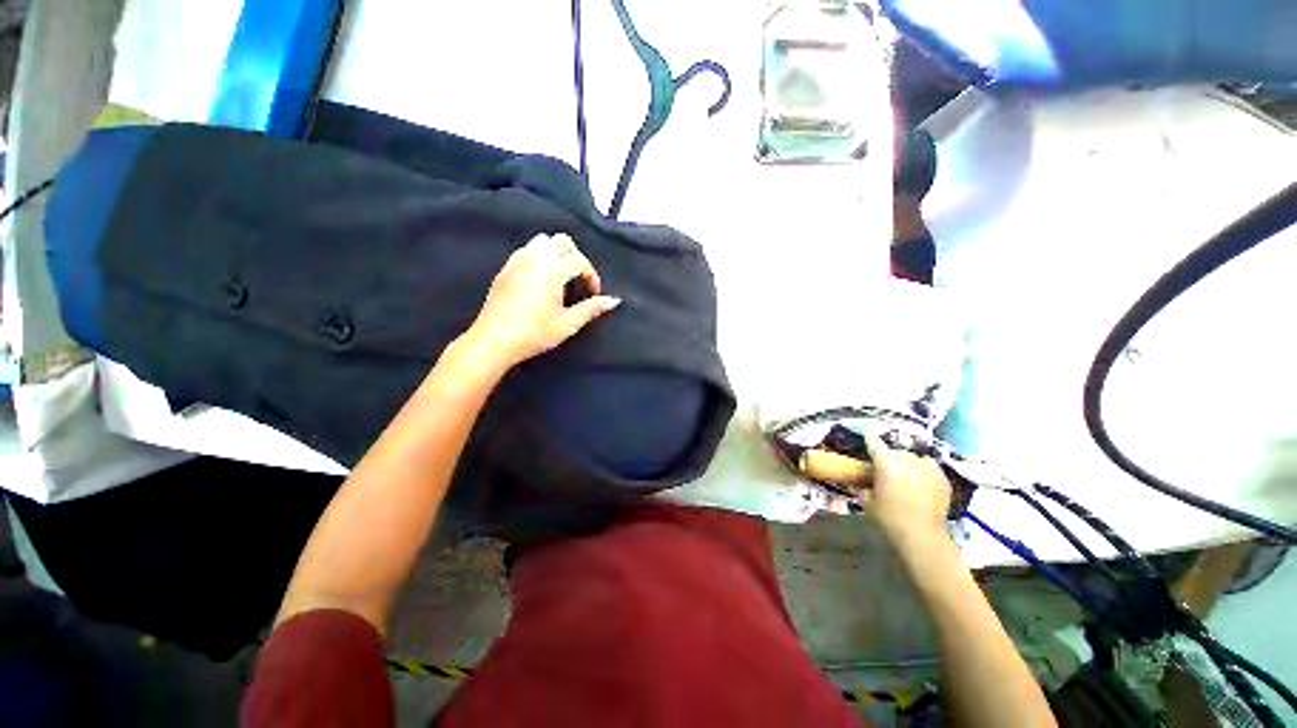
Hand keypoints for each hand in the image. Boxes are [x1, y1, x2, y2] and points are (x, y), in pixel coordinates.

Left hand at [461, 233, 619, 370]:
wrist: (494, 341)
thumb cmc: (534, 333)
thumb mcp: (568, 324)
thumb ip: (591, 309)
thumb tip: (614, 300)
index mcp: (552, 270)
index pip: (580, 261)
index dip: (592, 276)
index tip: (594, 294)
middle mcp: (535, 258)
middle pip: (562, 241)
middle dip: (576, 257)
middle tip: (579, 280)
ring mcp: (517, 261)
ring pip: (542, 241)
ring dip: (557, 253)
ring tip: (561, 277)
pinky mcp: (505, 268)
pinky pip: (527, 250)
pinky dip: (539, 257)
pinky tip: (541, 279)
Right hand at [861, 433, 951, 551]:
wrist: (923, 537)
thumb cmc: (890, 520)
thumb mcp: (868, 504)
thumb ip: (865, 489)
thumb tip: (864, 484)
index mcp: (885, 464)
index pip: (875, 443)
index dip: (870, 441)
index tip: (868, 440)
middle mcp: (907, 462)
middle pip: (897, 451)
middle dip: (891, 457)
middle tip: (887, 468)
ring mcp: (927, 469)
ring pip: (915, 457)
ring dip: (909, 462)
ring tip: (907, 473)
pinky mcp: (942, 479)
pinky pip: (931, 467)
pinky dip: (925, 470)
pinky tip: (922, 481)